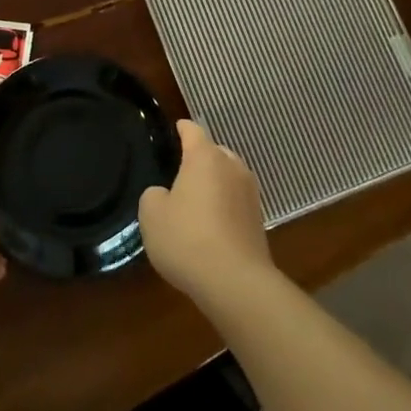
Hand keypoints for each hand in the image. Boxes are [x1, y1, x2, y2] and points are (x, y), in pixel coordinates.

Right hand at [138, 120, 274, 309]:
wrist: (236, 282)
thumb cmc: (187, 239)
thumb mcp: (152, 215)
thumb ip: (154, 195)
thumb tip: (165, 195)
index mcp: (205, 157)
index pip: (193, 130)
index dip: (182, 128)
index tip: (175, 129)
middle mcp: (232, 167)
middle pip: (215, 152)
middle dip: (200, 158)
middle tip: (180, 172)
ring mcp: (250, 194)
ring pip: (229, 177)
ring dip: (215, 184)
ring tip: (196, 200)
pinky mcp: (259, 221)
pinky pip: (236, 202)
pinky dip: (224, 207)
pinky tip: (211, 226)